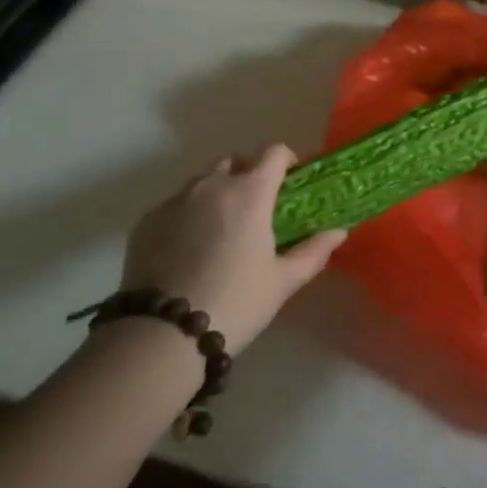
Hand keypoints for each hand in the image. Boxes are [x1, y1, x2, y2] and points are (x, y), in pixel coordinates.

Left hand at [124, 145, 343, 354]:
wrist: (163, 334)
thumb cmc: (235, 302)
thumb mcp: (282, 281)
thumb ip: (313, 251)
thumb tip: (338, 232)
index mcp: (250, 192)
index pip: (273, 153)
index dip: (286, 160)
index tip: (290, 180)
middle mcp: (212, 185)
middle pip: (235, 162)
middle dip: (248, 175)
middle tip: (256, 209)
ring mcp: (176, 199)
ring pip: (203, 181)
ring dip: (217, 192)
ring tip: (220, 229)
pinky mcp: (148, 219)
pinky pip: (175, 204)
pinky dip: (187, 214)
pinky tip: (188, 248)